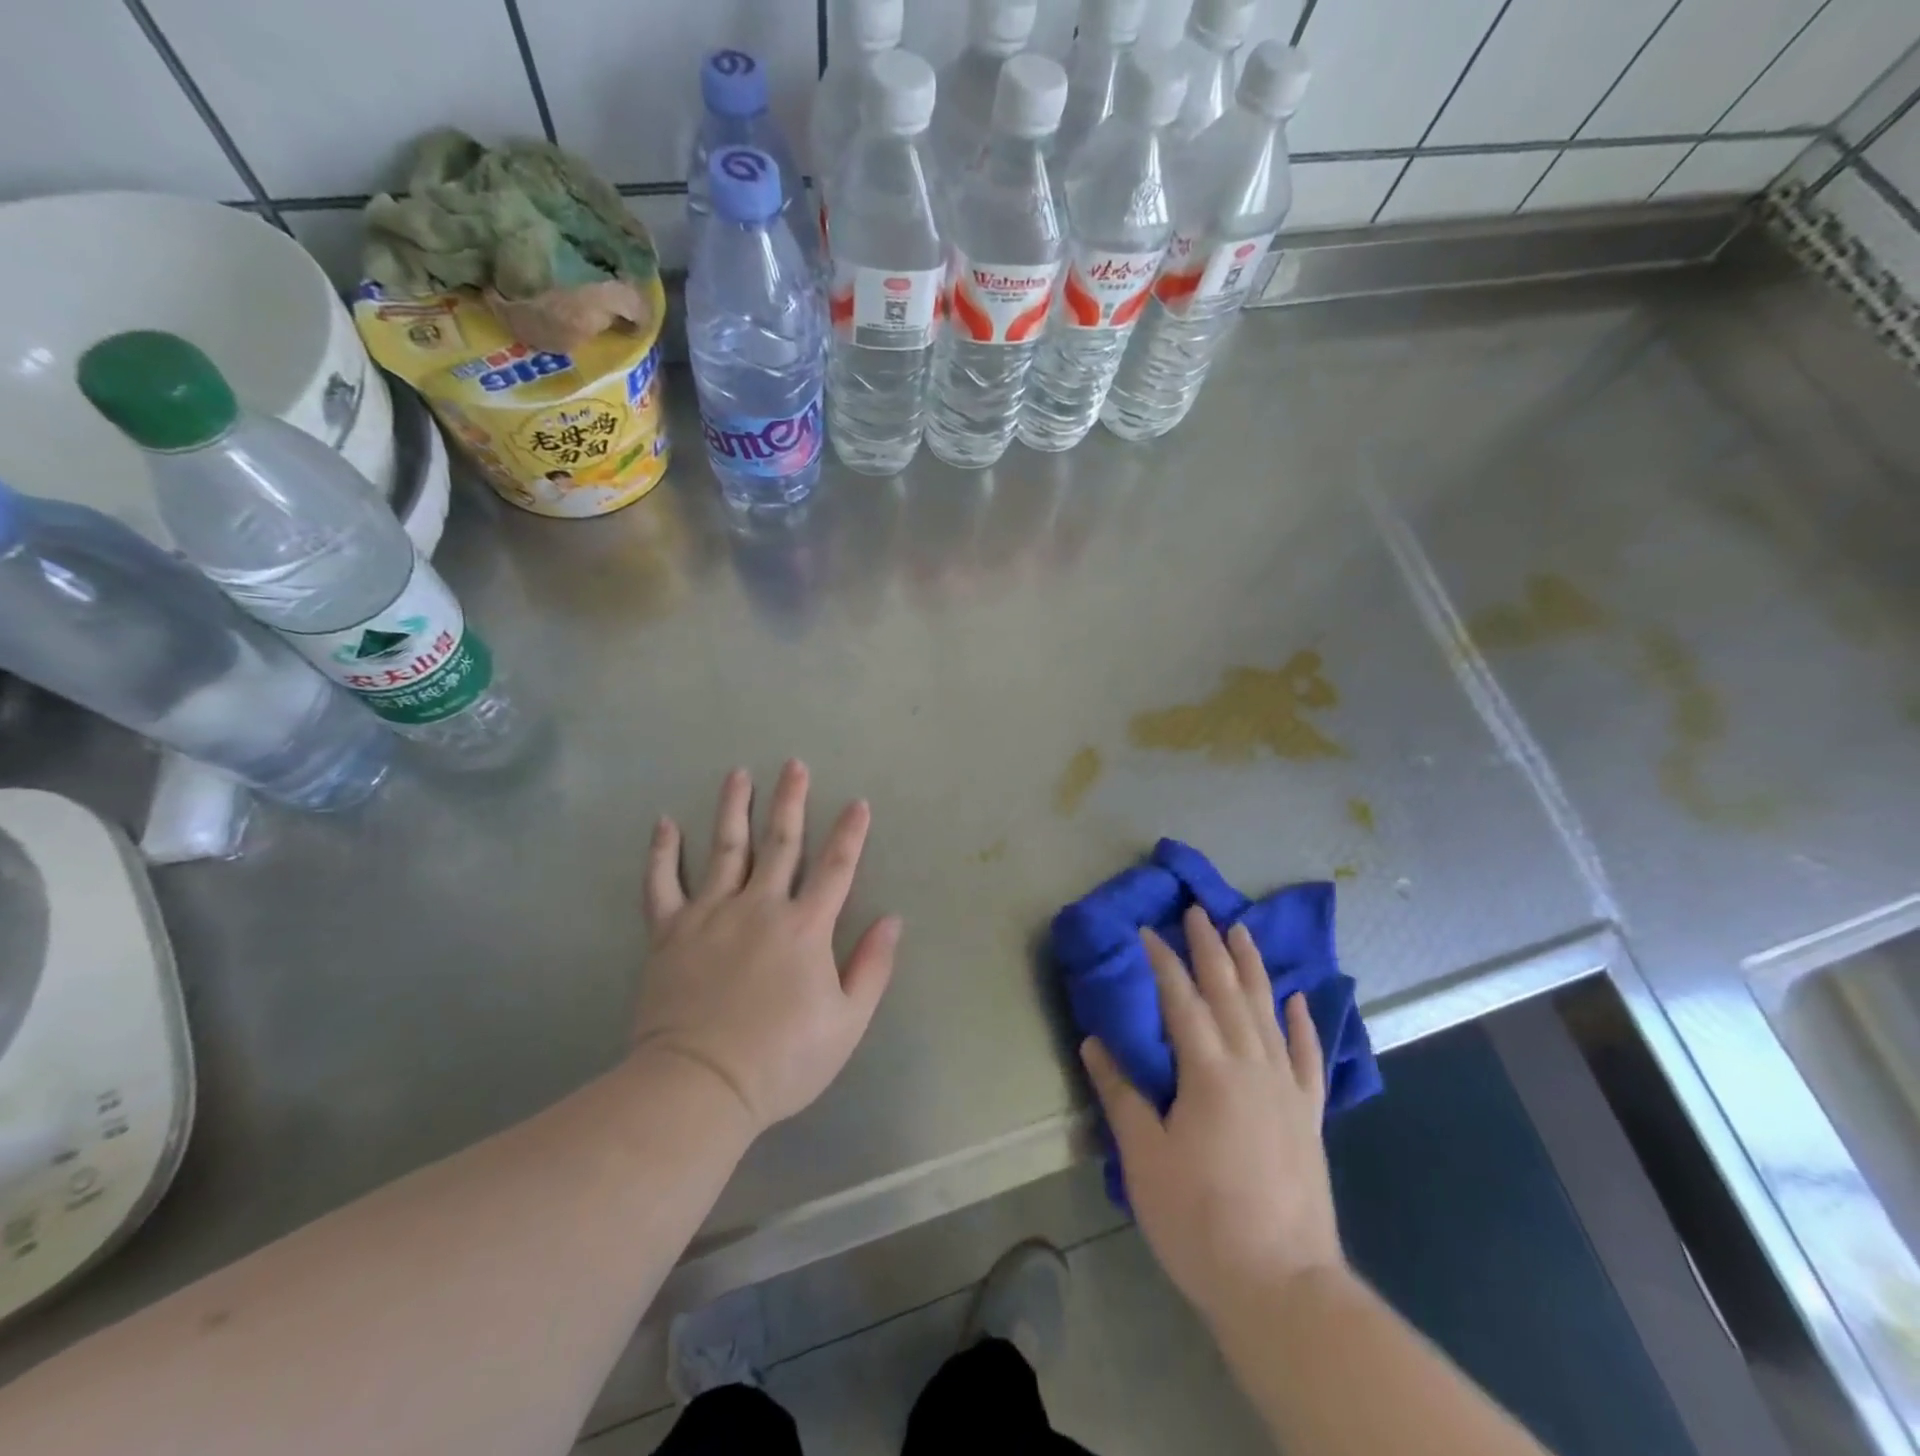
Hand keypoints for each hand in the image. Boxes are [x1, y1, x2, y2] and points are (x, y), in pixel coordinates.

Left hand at [635, 761, 900, 1135]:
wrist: (700, 1086)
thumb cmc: (782, 1059)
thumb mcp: (847, 1022)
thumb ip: (872, 967)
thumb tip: (892, 919)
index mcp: (805, 927)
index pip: (835, 868)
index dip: (850, 834)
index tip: (858, 803)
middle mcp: (760, 907)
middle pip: (780, 843)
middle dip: (791, 801)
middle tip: (794, 765)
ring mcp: (711, 914)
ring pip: (725, 848)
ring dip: (734, 808)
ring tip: (738, 774)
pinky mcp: (670, 932)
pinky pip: (662, 883)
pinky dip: (663, 852)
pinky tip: (665, 823)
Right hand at [1081, 906, 1344, 1323]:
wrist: (1282, 1287)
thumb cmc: (1201, 1221)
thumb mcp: (1145, 1158)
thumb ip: (1120, 1093)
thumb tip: (1093, 1041)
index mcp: (1209, 1071)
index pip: (1180, 999)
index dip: (1161, 960)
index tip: (1146, 929)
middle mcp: (1252, 1066)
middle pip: (1228, 992)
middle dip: (1209, 947)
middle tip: (1197, 910)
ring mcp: (1287, 1088)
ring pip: (1268, 1011)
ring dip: (1253, 967)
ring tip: (1241, 931)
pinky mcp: (1309, 1115)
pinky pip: (1308, 1055)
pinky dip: (1303, 1023)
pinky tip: (1298, 998)